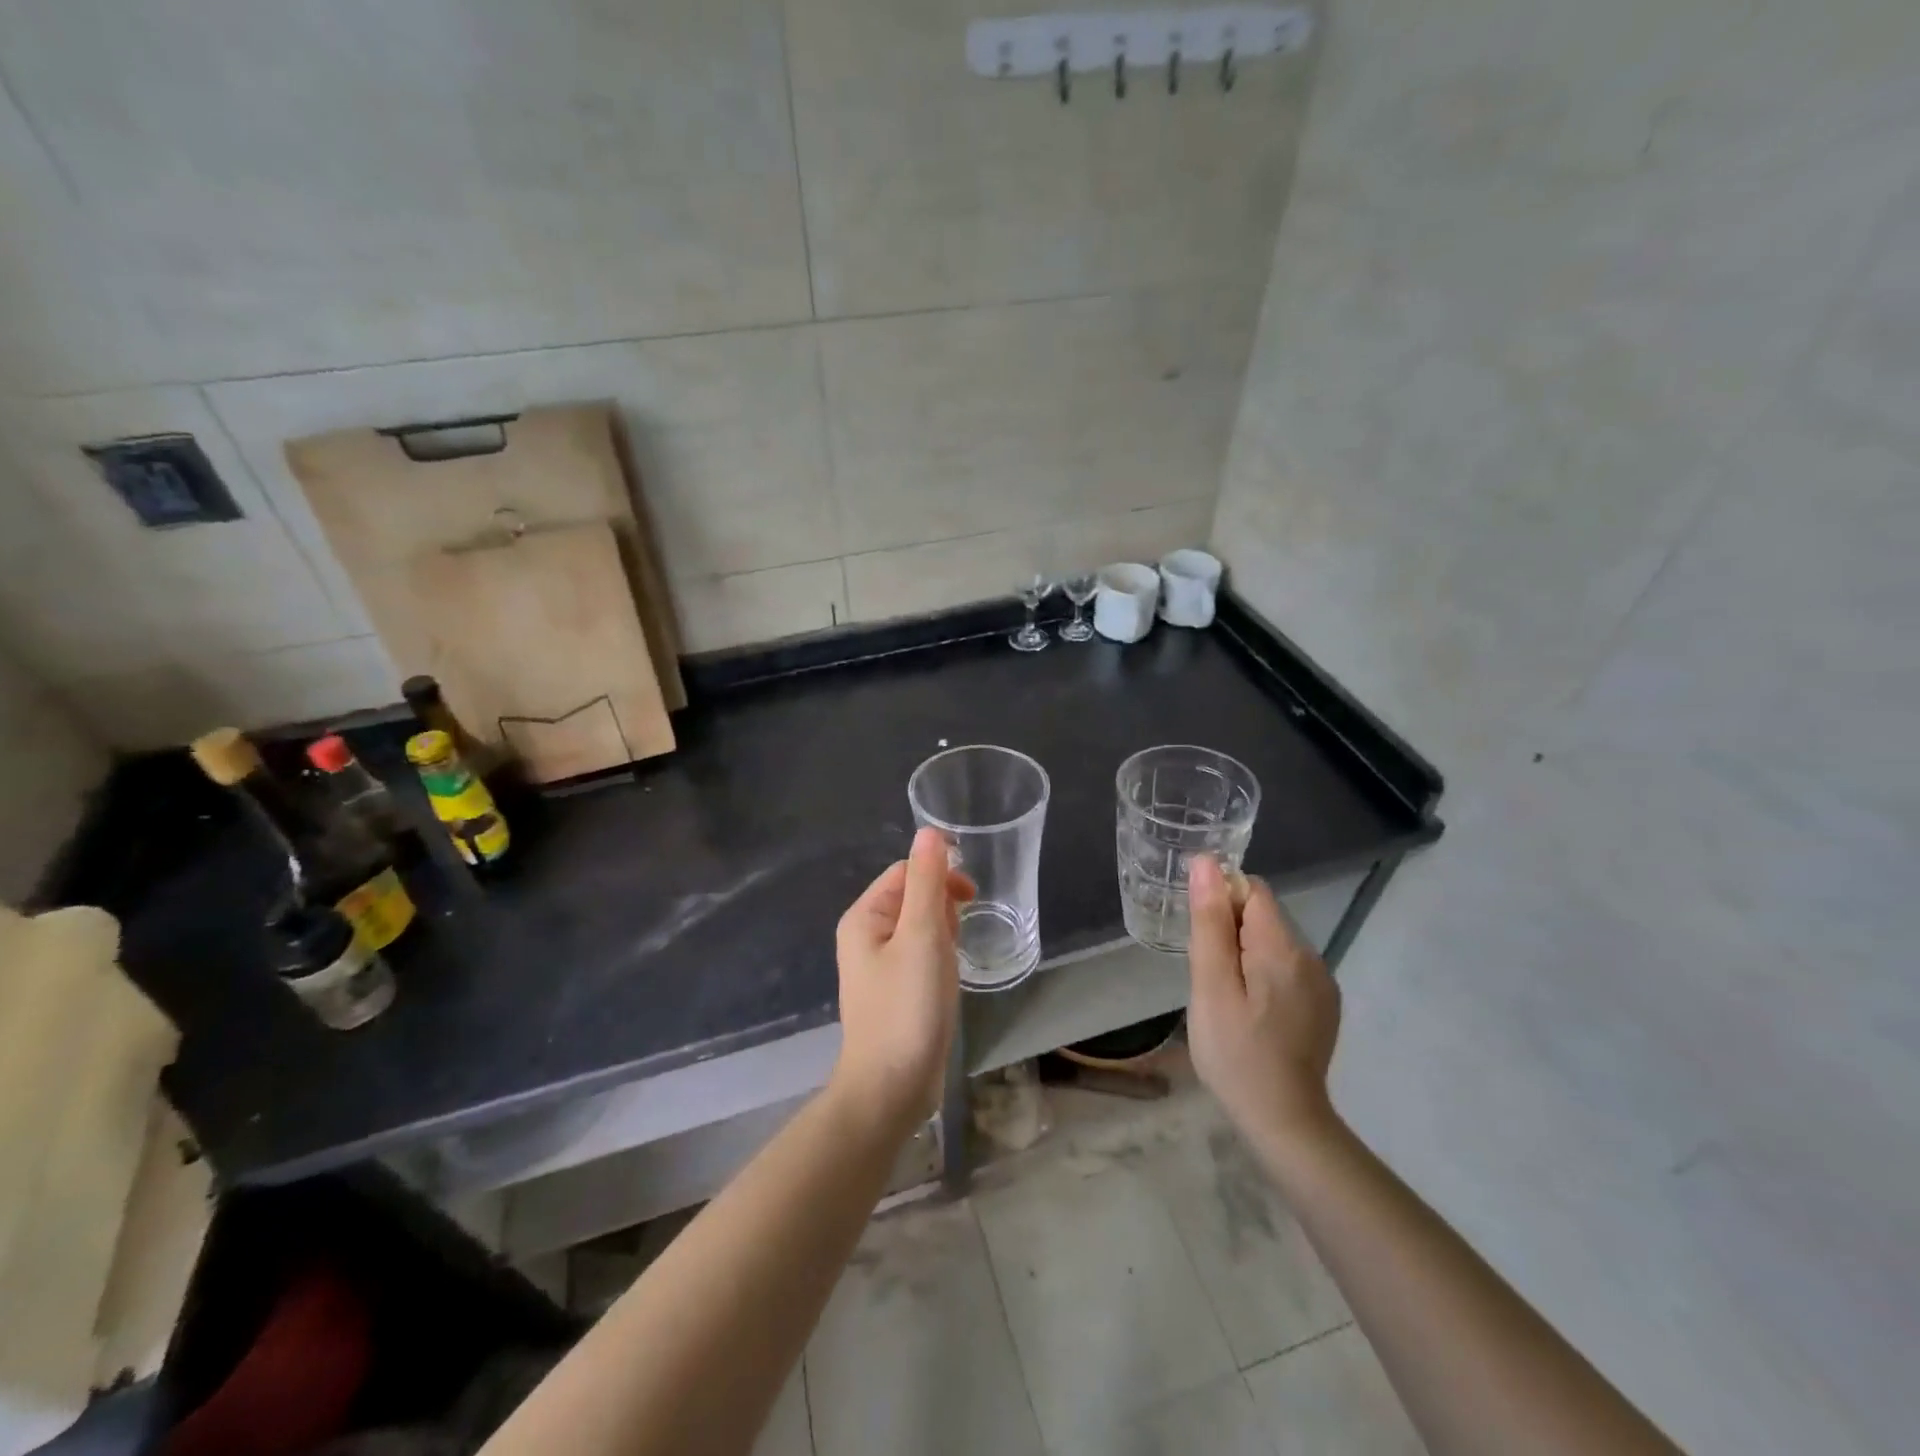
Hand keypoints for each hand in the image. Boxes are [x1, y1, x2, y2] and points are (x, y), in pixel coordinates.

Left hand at [832, 827, 974, 1130]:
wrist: (891, 1088)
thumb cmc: (907, 1007)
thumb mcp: (923, 937)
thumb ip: (928, 882)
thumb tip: (929, 831)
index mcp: (864, 916)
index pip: (906, 871)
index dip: (939, 875)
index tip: (971, 897)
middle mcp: (865, 935)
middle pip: (912, 896)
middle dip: (943, 906)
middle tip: (958, 938)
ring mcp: (879, 965)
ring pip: (920, 927)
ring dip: (944, 933)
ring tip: (952, 963)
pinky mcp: (895, 990)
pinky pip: (921, 955)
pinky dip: (940, 958)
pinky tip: (949, 979)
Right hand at [1186, 855, 1341, 1155]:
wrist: (1284, 1121)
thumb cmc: (1236, 1052)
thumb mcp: (1210, 986)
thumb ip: (1209, 922)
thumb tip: (1207, 864)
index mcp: (1282, 947)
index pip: (1253, 890)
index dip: (1221, 901)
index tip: (1203, 939)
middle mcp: (1311, 956)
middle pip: (1263, 916)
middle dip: (1230, 932)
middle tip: (1209, 977)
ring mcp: (1321, 983)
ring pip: (1272, 943)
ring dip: (1245, 955)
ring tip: (1226, 998)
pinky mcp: (1323, 1005)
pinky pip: (1286, 969)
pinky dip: (1263, 976)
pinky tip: (1251, 1012)